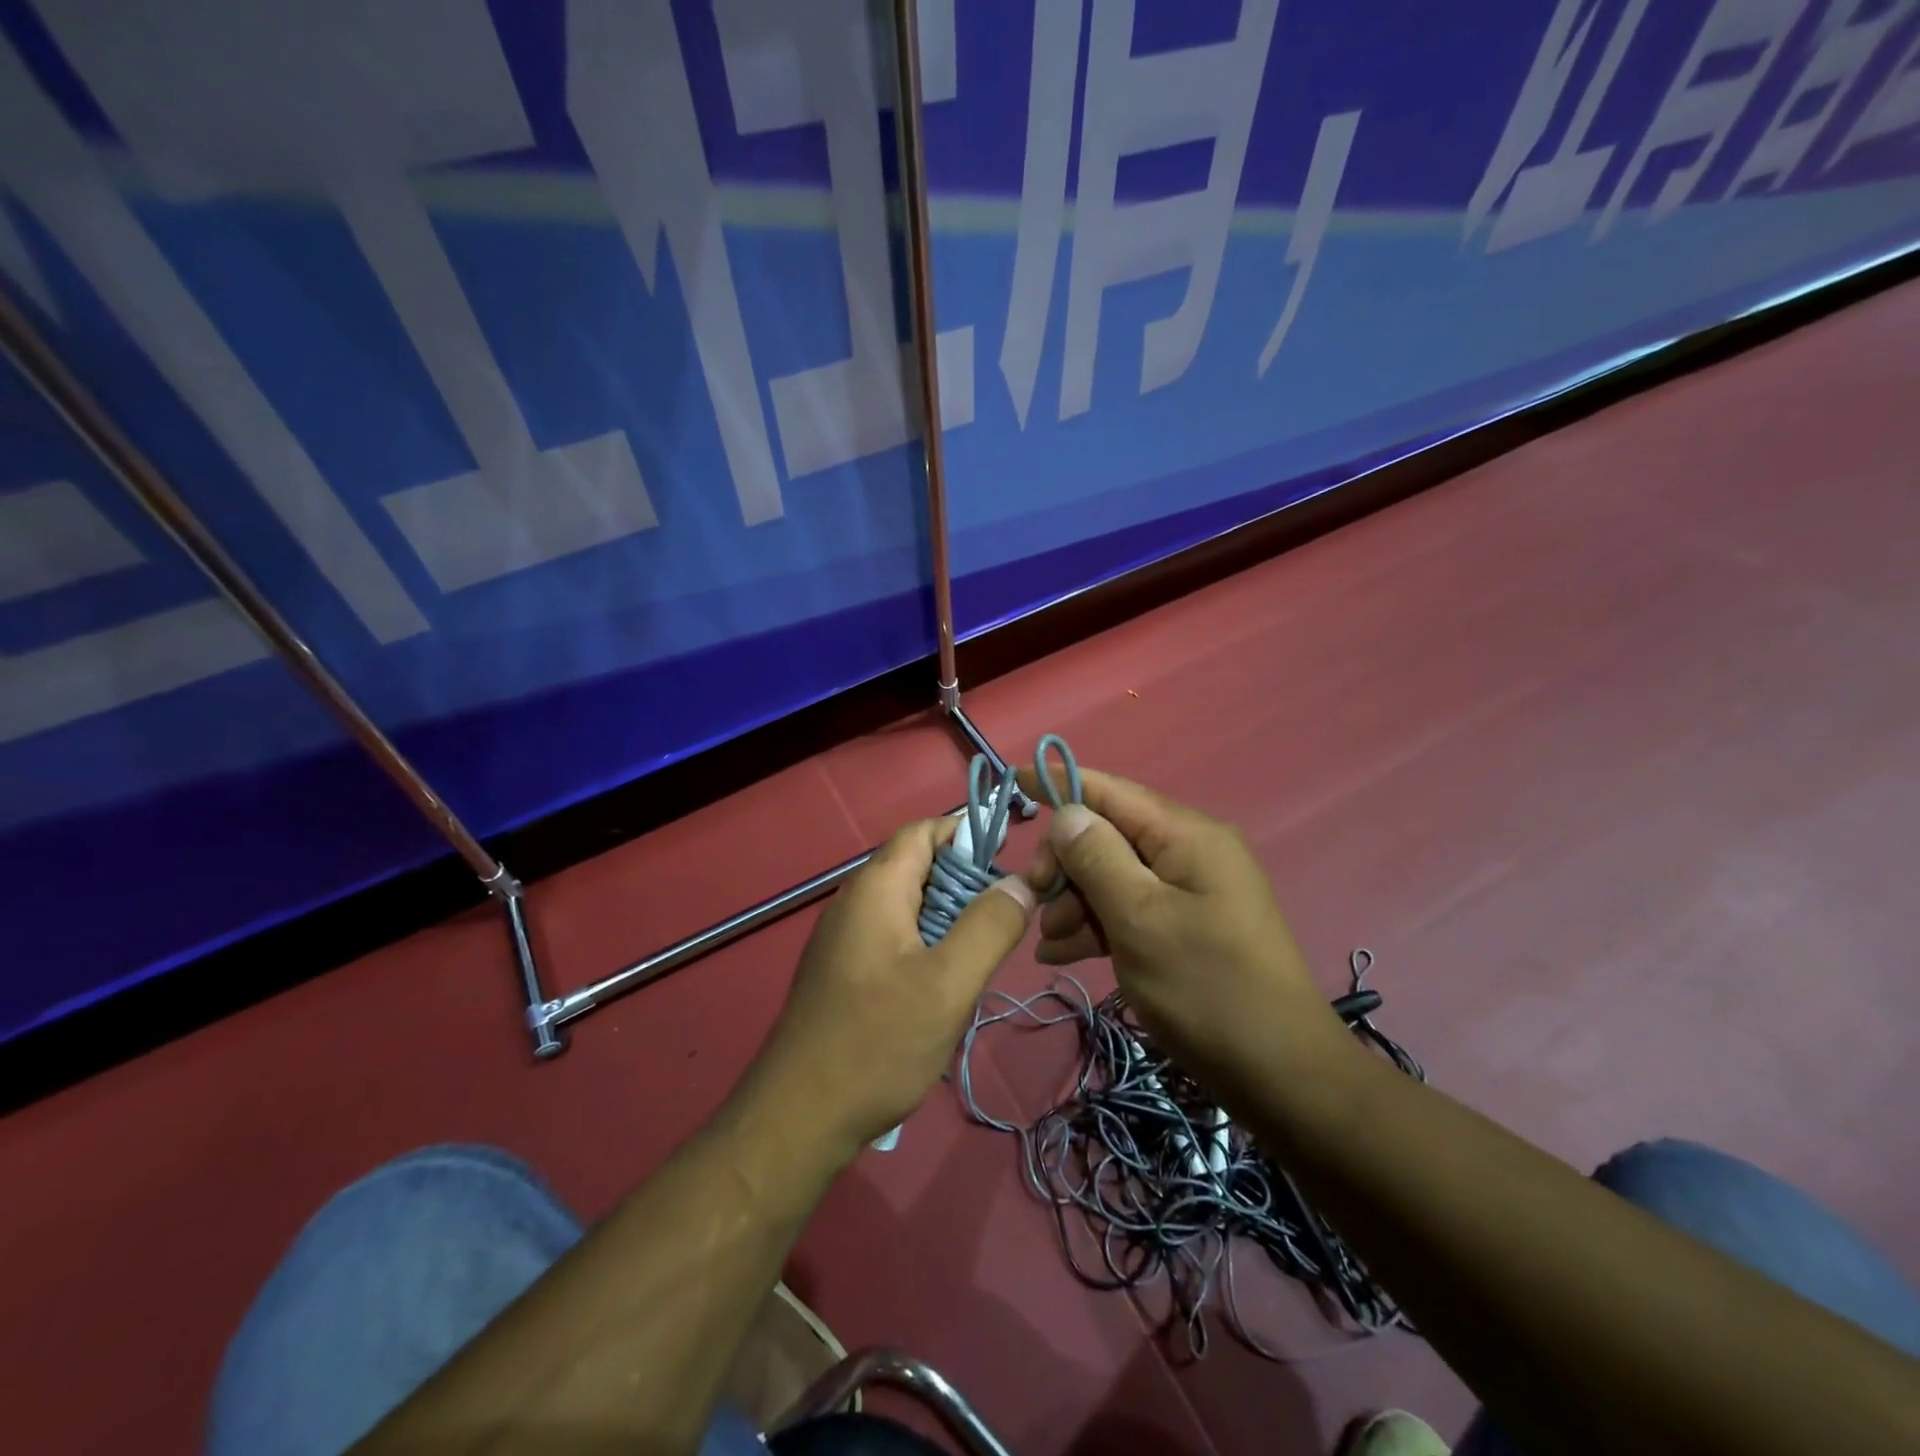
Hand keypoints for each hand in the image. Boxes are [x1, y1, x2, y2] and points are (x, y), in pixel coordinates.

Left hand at [755, 818, 1034, 1158]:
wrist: (798, 1118)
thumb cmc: (877, 1043)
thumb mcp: (949, 985)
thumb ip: (990, 927)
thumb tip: (1020, 882)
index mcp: (876, 887)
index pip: (925, 830)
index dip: (969, 835)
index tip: (1011, 866)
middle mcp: (855, 901)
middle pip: (920, 867)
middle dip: (966, 885)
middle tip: (1004, 923)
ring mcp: (845, 938)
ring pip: (911, 907)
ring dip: (950, 922)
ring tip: (980, 960)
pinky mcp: (844, 970)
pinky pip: (896, 938)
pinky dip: (928, 947)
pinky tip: (945, 989)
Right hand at [1020, 765, 1346, 1102]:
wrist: (1280, 1074)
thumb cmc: (1206, 989)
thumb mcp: (1139, 919)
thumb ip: (1097, 858)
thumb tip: (1066, 813)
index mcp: (1186, 835)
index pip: (1110, 790)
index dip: (1060, 783)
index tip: (1013, 783)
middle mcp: (1189, 851)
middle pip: (1108, 835)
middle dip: (1066, 864)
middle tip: (1036, 903)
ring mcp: (1189, 890)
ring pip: (1114, 876)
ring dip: (1076, 902)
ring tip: (1052, 944)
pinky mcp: (1186, 925)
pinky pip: (1131, 909)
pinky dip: (1097, 925)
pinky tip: (1064, 954)